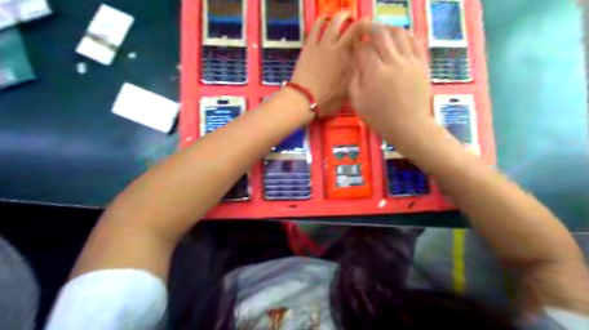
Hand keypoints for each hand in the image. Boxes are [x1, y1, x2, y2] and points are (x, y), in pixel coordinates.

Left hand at [292, 12, 360, 117]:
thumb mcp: (346, 91)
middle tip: (356, 20)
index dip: (365, 32)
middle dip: (354, 21)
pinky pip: (315, 29)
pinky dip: (320, 21)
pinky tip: (323, 18)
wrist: (303, 99)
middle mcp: (336, 48)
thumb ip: (353, 76)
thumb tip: (360, 65)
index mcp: (347, 60)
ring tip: (341, 15)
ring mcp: (321, 46)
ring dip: (338, 17)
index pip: (359, 40)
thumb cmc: (326, 99)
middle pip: (348, 28)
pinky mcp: (308, 47)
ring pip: (331, 24)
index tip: (368, 31)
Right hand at [349, 24, 431, 147]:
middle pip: (380, 33)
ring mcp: (410, 61)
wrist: (409, 127)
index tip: (353, 49)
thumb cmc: (380, 118)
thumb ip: (354, 80)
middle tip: (362, 31)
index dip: (356, 46)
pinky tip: (398, 38)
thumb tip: (353, 62)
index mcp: (375, 73)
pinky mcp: (422, 64)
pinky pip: (415, 41)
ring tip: (379, 33)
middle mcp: (394, 62)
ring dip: (386, 29)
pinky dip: (405, 35)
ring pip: (399, 33)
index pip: (363, 49)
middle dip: (369, 28)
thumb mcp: (359, 103)